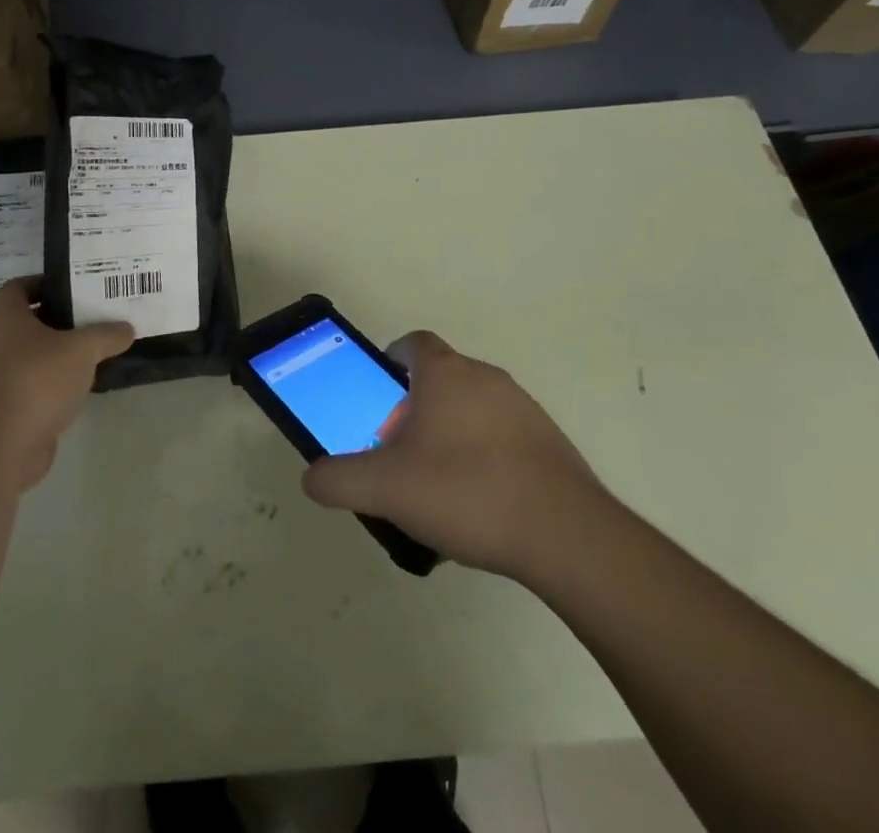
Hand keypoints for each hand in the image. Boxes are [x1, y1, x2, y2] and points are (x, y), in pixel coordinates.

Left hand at [0, 277, 133, 490]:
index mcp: (5, 318)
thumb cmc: (37, 380)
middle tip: (89, 321)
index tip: (71, 288)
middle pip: (24, 324)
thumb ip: (106, 335)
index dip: (42, 284)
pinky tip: (74, 392)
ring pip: (26, 359)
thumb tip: (126, 328)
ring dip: (52, 358)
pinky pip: (26, 389)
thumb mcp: (82, 350)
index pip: (17, 287)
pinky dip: (47, 388)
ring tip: (87, 357)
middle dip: (55, 322)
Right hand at [302, 331, 612, 579]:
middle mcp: (485, 377)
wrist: (566, 535)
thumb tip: (312, 478)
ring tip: (438, 485)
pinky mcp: (549, 442)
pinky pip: (503, 436)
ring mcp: (523, 408)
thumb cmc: (467, 492)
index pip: (412, 343)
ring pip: (472, 407)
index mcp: (446, 374)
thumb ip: (338, 479)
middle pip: (440, 378)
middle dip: (415, 408)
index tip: (379, 399)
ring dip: (450, 433)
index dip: (390, 362)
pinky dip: (485, 456)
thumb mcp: (386, 489)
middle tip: (399, 451)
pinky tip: (480, 503)